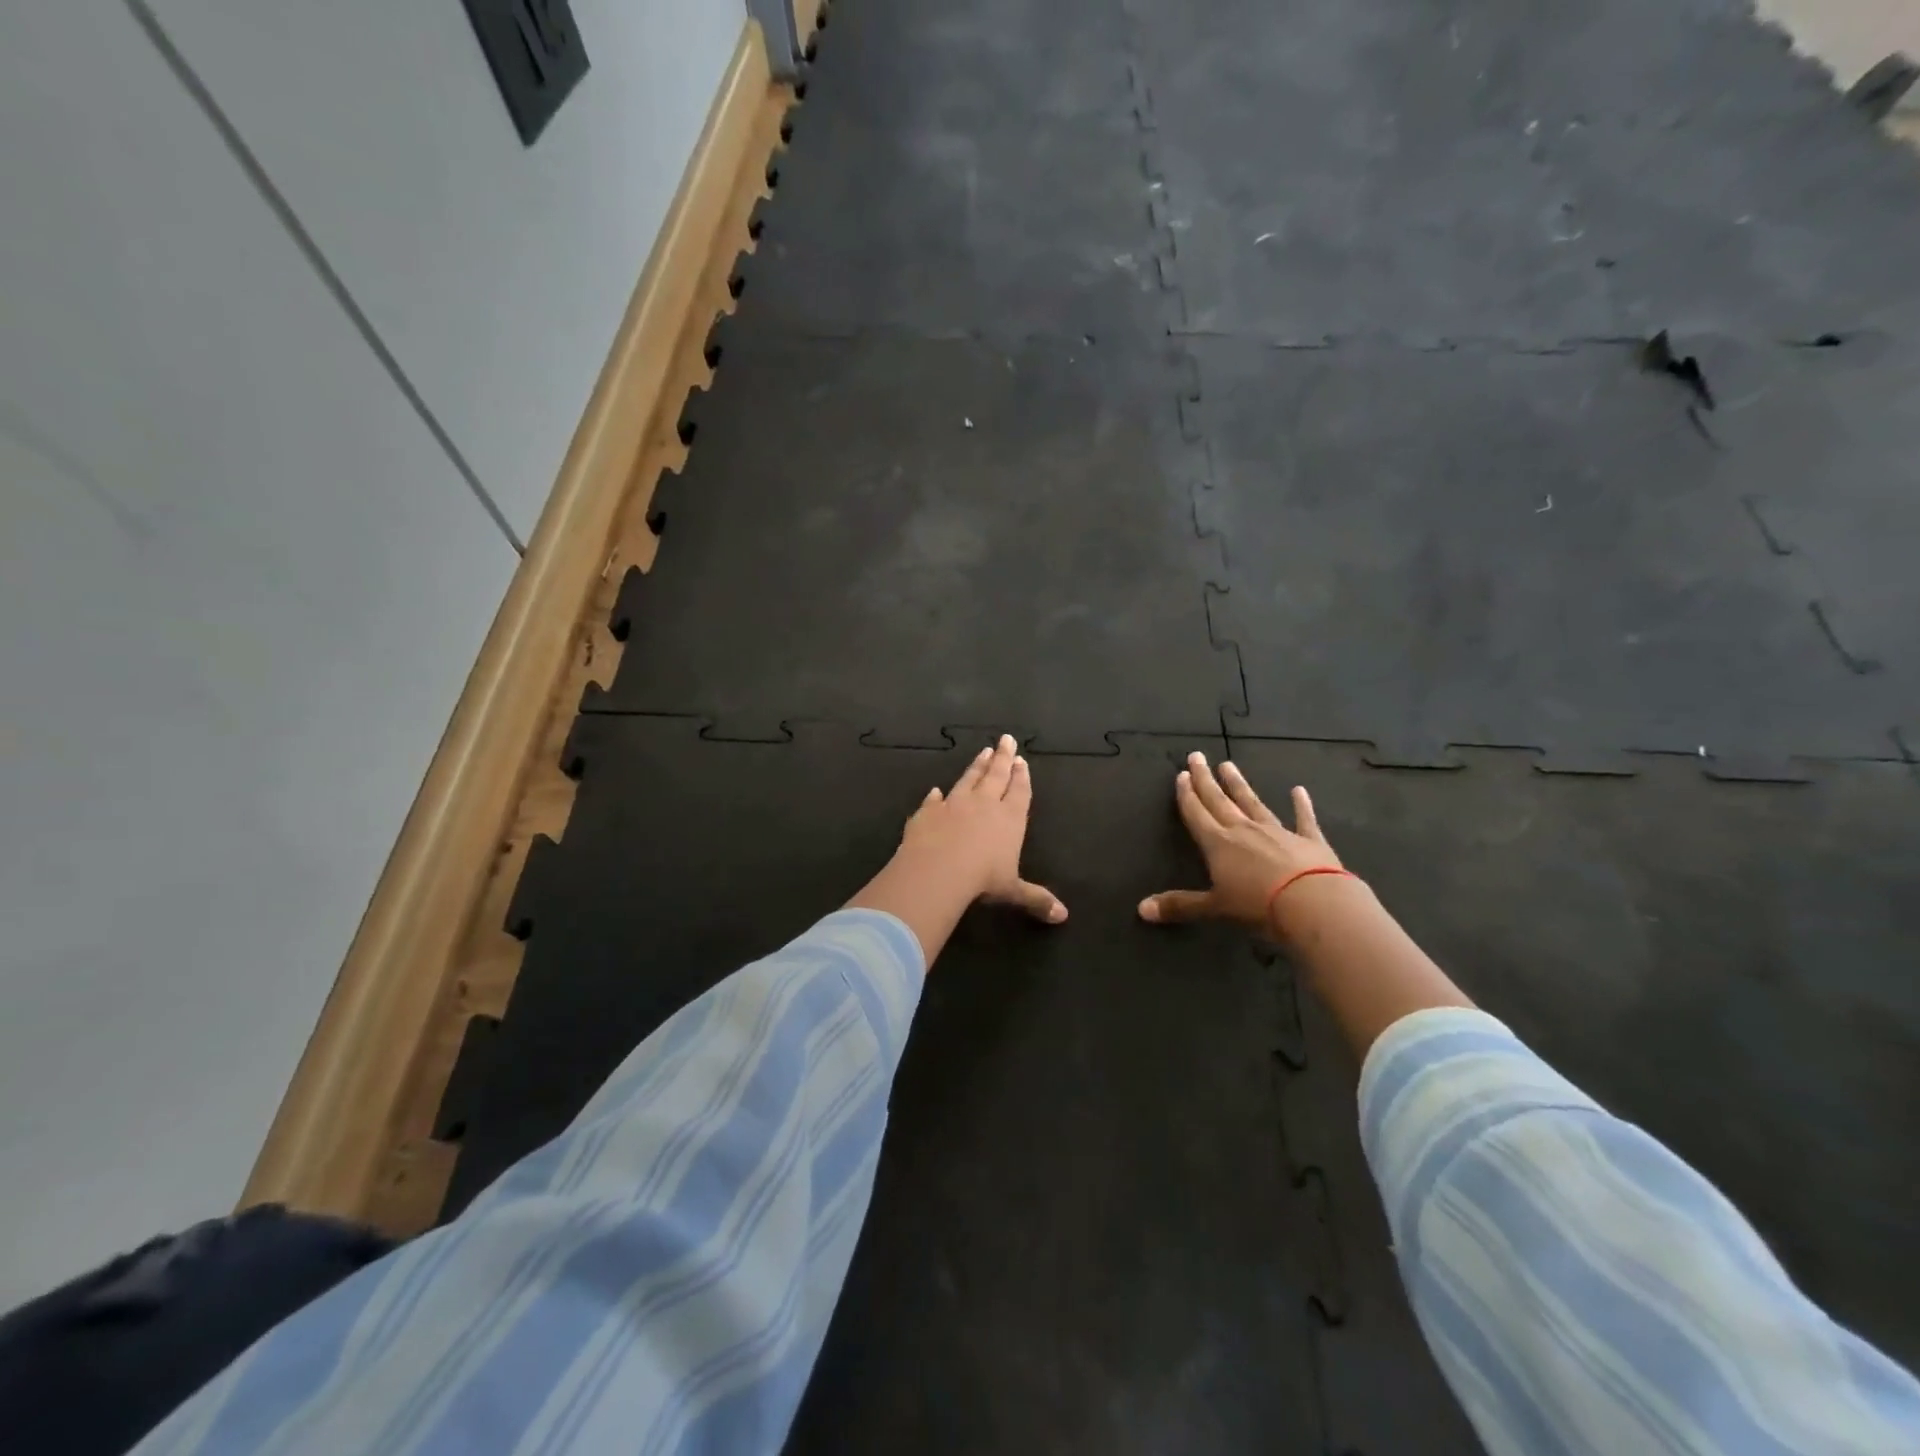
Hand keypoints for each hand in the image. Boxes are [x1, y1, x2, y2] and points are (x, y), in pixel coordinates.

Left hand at [898, 734, 1065, 923]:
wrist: (937, 870)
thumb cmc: (982, 879)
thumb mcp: (1013, 891)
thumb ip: (1036, 899)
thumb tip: (1063, 916)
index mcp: (1009, 818)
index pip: (1019, 791)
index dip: (1022, 777)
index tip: (1022, 761)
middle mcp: (983, 804)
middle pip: (996, 775)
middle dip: (1003, 758)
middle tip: (1006, 739)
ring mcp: (954, 804)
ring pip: (968, 779)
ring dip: (977, 766)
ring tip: (983, 752)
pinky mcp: (927, 812)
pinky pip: (933, 800)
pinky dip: (935, 796)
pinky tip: (935, 791)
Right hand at [1138, 752, 1342, 930]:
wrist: (1314, 904)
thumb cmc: (1258, 906)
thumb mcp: (1214, 908)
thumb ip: (1180, 906)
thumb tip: (1141, 909)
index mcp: (1218, 844)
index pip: (1197, 814)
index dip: (1187, 795)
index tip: (1181, 775)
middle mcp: (1244, 830)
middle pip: (1219, 801)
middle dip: (1206, 780)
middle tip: (1197, 756)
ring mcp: (1277, 832)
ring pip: (1253, 803)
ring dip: (1239, 785)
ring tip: (1229, 765)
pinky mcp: (1308, 840)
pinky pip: (1303, 818)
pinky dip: (1301, 805)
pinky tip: (1299, 790)